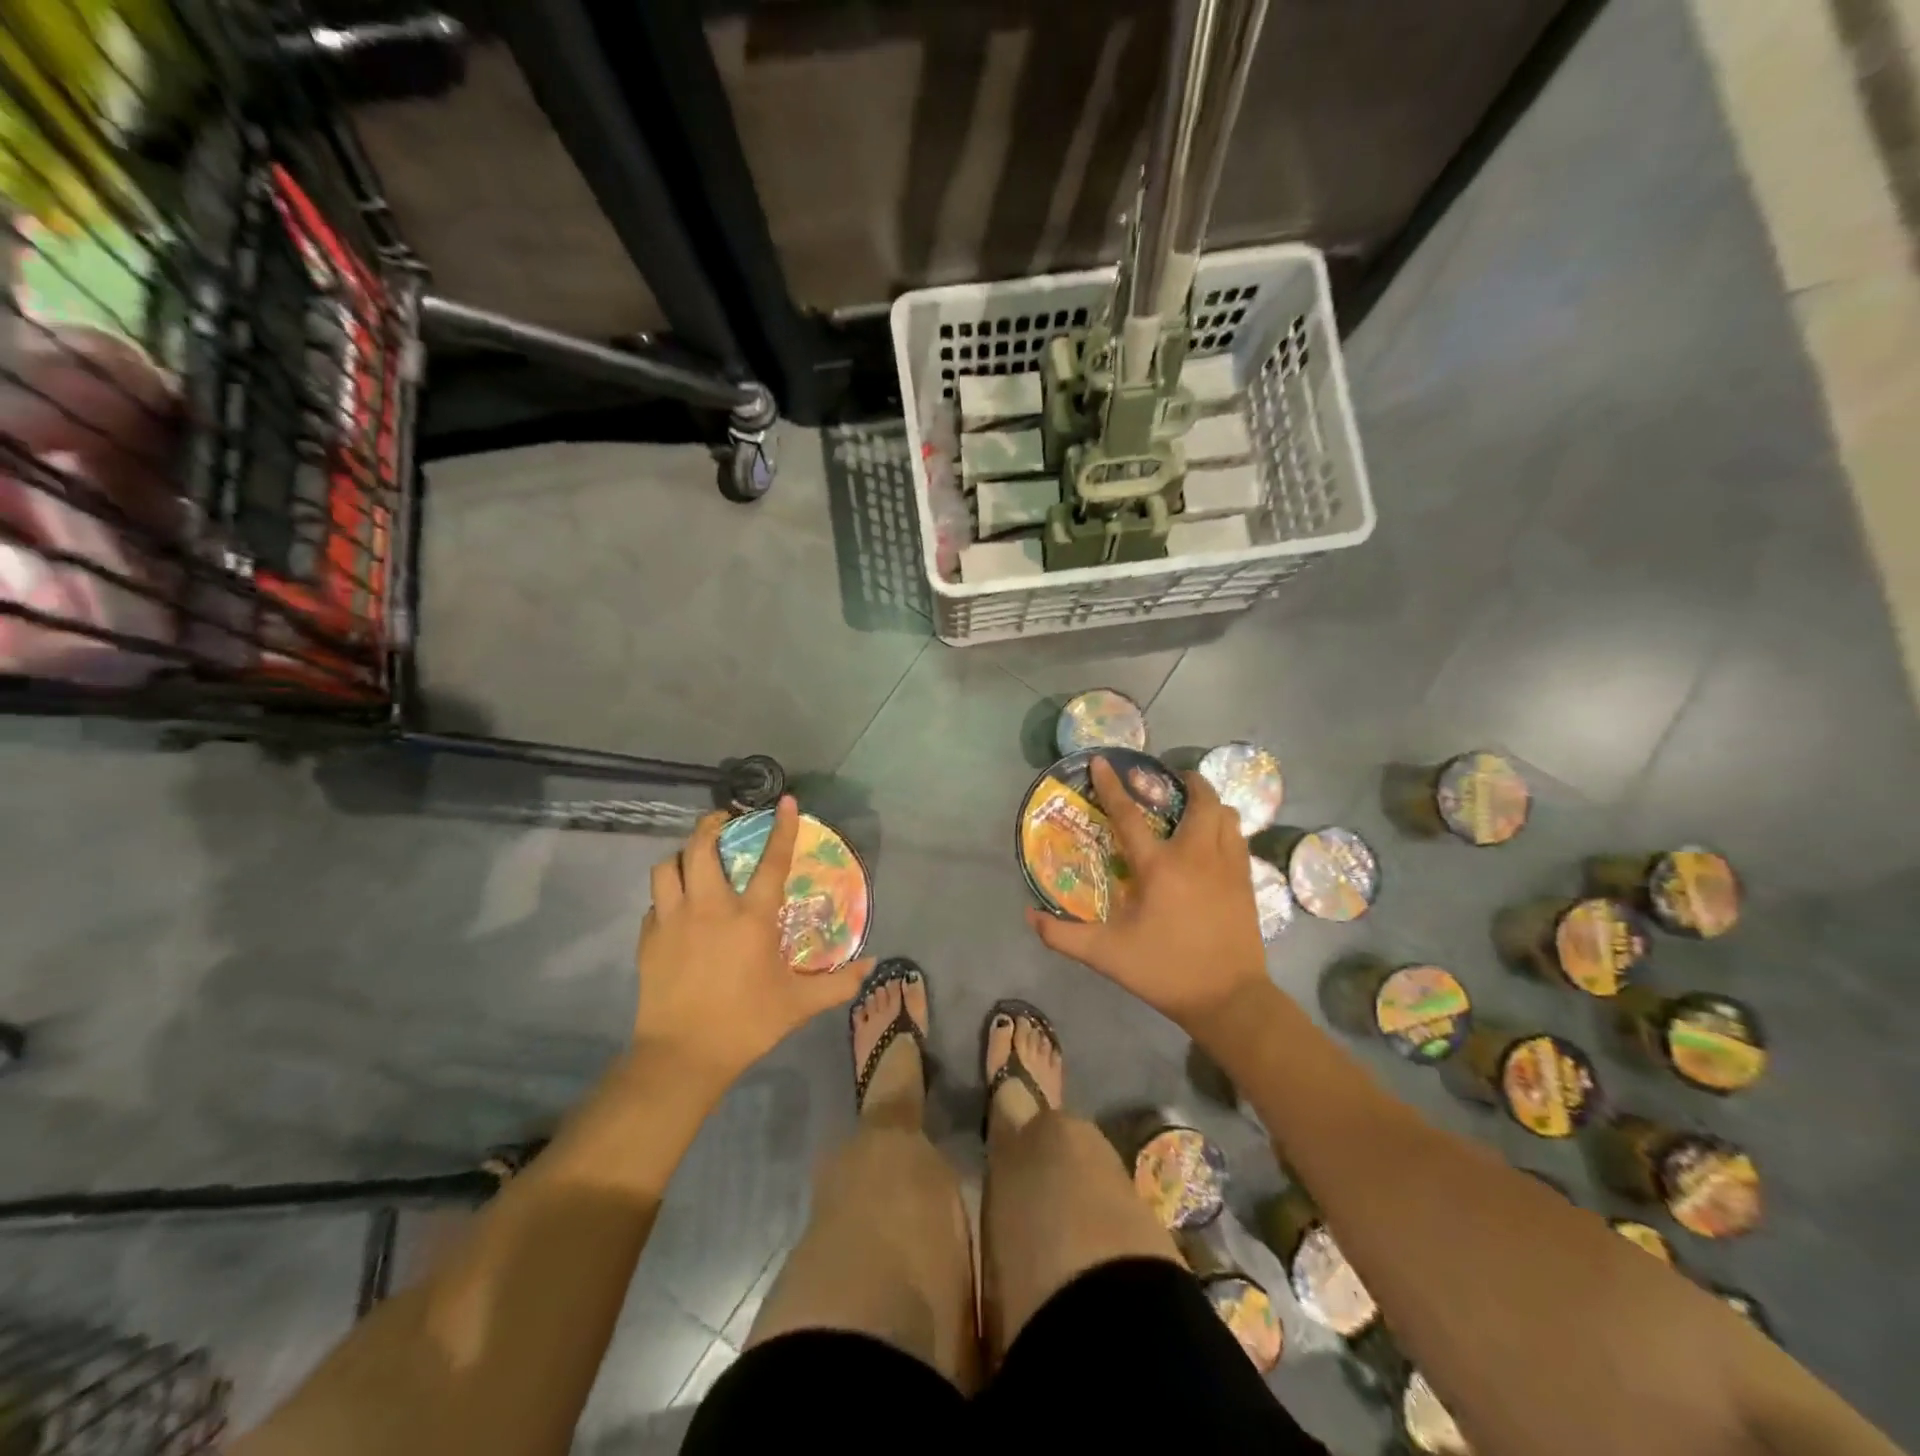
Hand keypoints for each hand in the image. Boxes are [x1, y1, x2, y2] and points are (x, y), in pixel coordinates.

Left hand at [634, 797, 872, 1087]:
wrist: (682, 1057)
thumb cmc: (746, 1024)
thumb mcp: (800, 1004)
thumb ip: (839, 983)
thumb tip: (872, 966)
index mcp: (750, 919)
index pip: (770, 861)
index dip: (781, 828)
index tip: (786, 801)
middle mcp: (709, 908)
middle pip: (702, 847)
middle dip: (712, 824)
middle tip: (725, 821)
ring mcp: (673, 921)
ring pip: (667, 867)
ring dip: (682, 855)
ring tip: (695, 858)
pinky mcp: (649, 940)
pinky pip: (655, 901)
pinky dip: (667, 894)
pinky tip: (678, 906)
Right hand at [1027, 756, 1269, 1035]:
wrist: (1230, 1000)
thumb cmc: (1165, 971)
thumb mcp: (1107, 955)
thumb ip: (1064, 936)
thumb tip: (1029, 916)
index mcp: (1159, 867)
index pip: (1129, 816)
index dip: (1112, 786)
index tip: (1102, 761)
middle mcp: (1197, 856)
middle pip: (1201, 800)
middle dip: (1188, 781)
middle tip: (1170, 780)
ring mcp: (1227, 867)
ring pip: (1227, 816)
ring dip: (1210, 803)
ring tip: (1193, 807)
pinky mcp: (1246, 882)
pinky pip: (1239, 838)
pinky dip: (1226, 828)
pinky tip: (1214, 841)